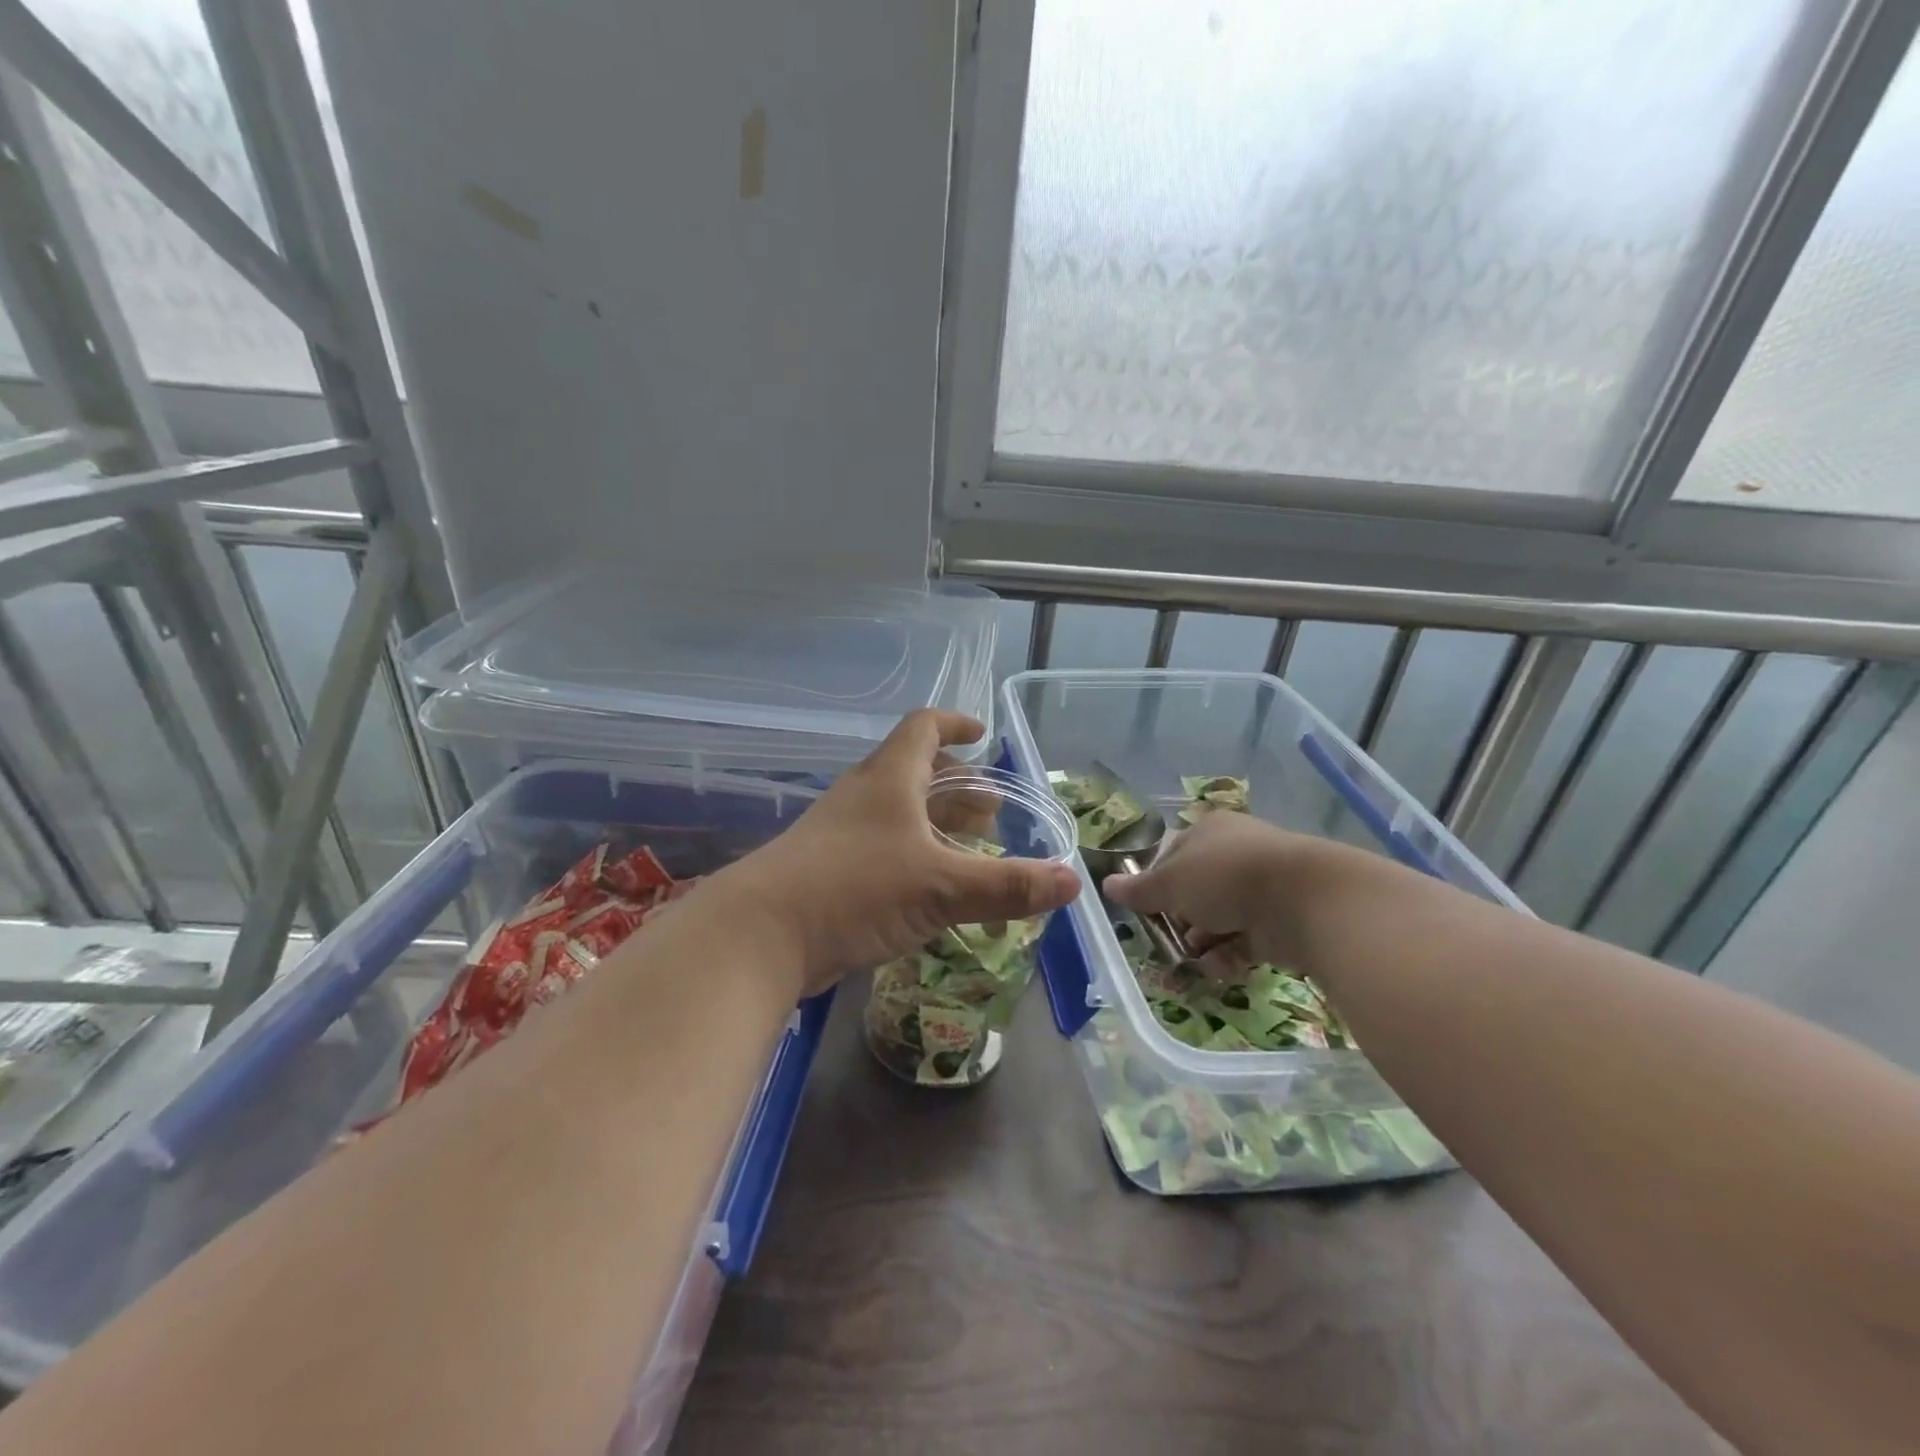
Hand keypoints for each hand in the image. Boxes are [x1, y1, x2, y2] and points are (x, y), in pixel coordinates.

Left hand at [716, 710, 1080, 994]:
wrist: (759, 935)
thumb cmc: (855, 889)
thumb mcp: (941, 886)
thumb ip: (1007, 885)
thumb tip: (1073, 881)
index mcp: (889, 778)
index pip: (923, 727)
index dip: (955, 724)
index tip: (982, 735)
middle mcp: (864, 796)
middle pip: (915, 772)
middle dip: (957, 787)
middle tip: (991, 813)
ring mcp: (840, 833)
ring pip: (897, 813)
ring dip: (935, 824)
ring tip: (968, 849)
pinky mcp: (828, 869)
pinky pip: (882, 848)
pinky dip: (913, 855)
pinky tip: (929, 890)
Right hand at [1104, 810, 1307, 965]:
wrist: (1303, 900)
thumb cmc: (1224, 877)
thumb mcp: (1171, 883)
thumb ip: (1140, 889)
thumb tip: (1106, 885)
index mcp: (1208, 832)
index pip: (1172, 856)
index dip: (1156, 884)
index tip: (1147, 911)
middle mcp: (1236, 853)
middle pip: (1197, 889)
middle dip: (1182, 919)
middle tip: (1169, 940)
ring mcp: (1262, 886)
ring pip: (1222, 916)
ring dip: (1204, 941)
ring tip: (1192, 961)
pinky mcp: (1282, 918)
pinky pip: (1247, 938)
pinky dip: (1230, 955)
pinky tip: (1218, 970)